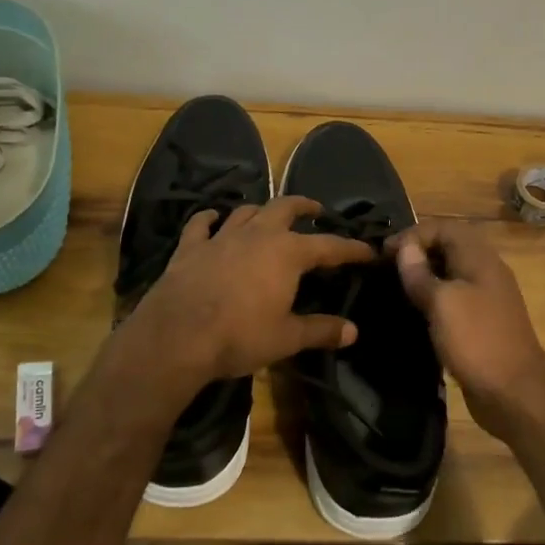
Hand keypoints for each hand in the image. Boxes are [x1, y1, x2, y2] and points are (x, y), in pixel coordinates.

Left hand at [129, 196, 376, 385]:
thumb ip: (321, 330)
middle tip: (316, 210)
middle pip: (285, 208)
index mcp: (287, 253)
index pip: (329, 246)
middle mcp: (257, 235)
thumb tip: (353, 331)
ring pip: (246, 211)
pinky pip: (201, 224)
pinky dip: (210, 219)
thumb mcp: (287, 338)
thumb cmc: (240, 336)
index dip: (351, 249)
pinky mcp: (190, 248)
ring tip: (269, 215)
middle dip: (304, 206)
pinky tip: (213, 219)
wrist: (177, 337)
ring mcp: (221, 238)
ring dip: (261, 210)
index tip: (368, 250)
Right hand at [389, 219, 544, 442]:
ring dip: (424, 276)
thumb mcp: (442, 303)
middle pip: (449, 247)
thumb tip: (405, 248)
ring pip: (451, 274)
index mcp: (480, 259)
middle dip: (417, 252)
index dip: (413, 235)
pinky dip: (433, 300)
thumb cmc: (476, 341)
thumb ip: (421, 274)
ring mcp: (486, 299)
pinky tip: (414, 313)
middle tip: (385, 269)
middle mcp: (486, 272)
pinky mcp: (481, 324)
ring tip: (394, 289)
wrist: (514, 394)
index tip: (383, 254)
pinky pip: (454, 299)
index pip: (444, 228)